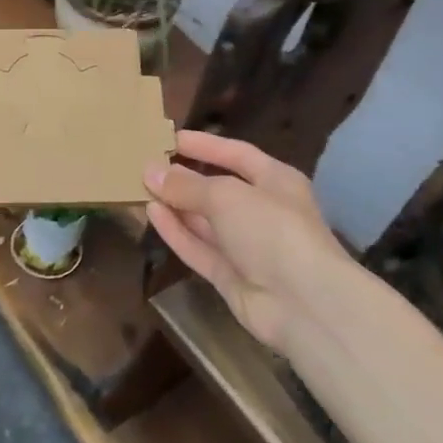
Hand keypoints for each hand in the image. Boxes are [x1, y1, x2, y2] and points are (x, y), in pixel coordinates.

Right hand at [144, 130, 355, 353]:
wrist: (304, 304)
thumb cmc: (273, 230)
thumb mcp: (227, 196)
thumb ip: (187, 185)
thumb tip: (151, 171)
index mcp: (276, 181)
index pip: (237, 154)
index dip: (205, 145)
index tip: (170, 138)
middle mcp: (262, 211)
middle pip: (217, 189)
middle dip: (183, 177)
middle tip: (146, 164)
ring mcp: (246, 246)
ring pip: (204, 220)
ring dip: (174, 205)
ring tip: (139, 186)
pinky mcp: (230, 276)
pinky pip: (198, 248)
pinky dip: (176, 232)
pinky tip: (151, 214)